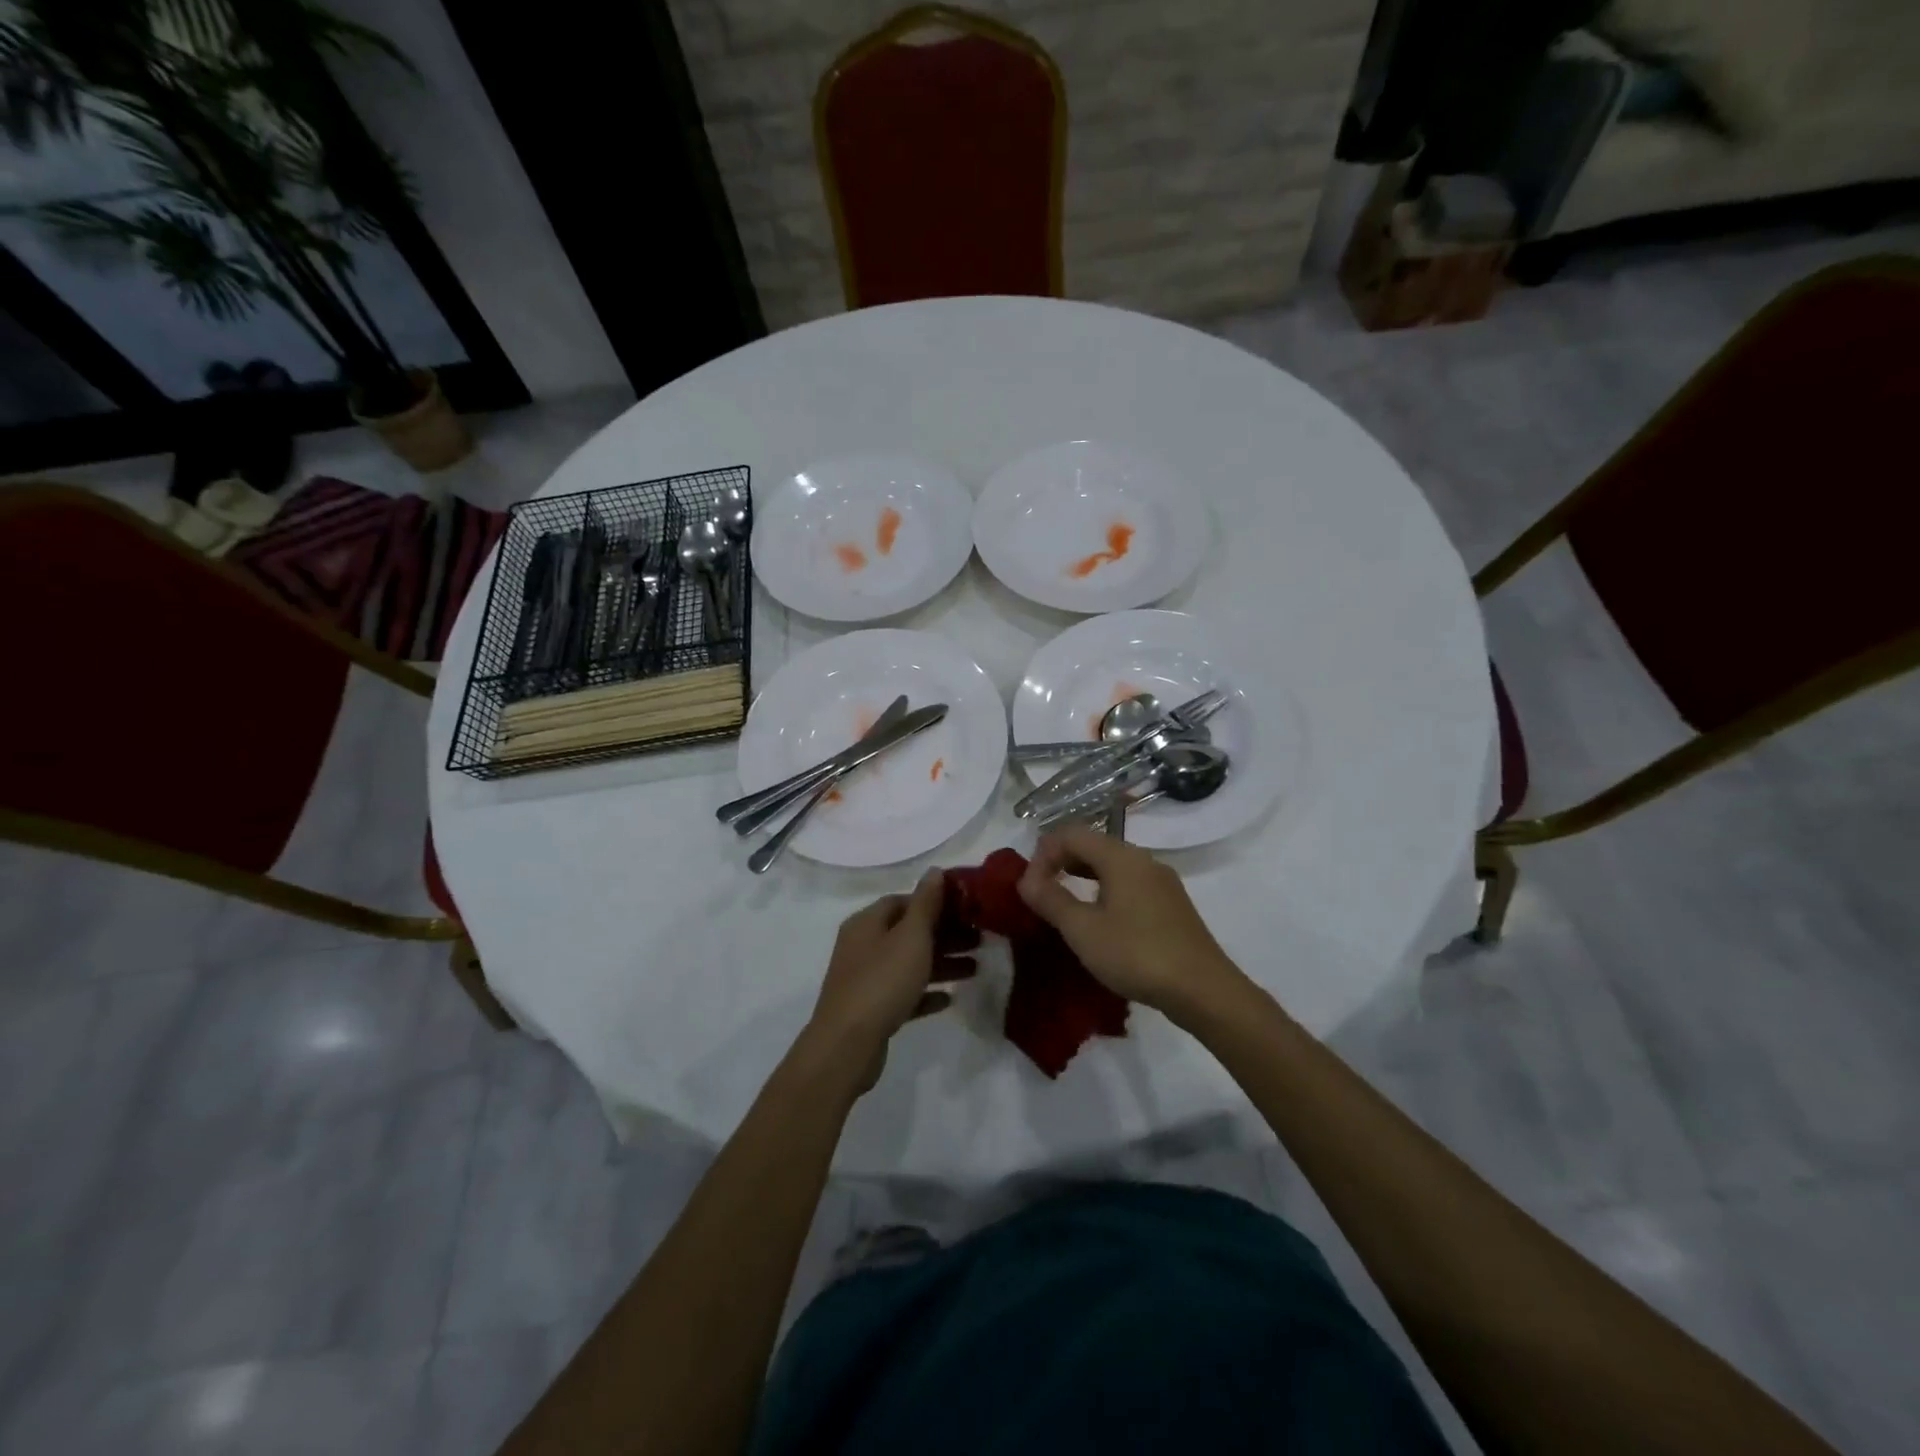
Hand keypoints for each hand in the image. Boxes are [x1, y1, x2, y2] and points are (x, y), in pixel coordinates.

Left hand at [806, 870, 974, 1090]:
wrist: (847, 1045)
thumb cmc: (882, 981)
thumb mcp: (911, 936)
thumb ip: (926, 903)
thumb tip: (935, 870)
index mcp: (867, 922)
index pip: (903, 901)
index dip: (935, 902)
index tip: (967, 910)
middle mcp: (863, 946)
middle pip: (909, 932)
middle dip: (945, 935)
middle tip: (980, 940)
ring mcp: (865, 979)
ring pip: (909, 964)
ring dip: (941, 964)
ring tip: (976, 969)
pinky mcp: (871, 1010)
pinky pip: (904, 994)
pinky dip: (926, 993)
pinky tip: (949, 999)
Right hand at [1017, 826, 1244, 1019]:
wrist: (1203, 990)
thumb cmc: (1137, 954)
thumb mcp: (1084, 930)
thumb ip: (1051, 900)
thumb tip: (1025, 880)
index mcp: (1121, 857)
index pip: (1071, 834)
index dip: (1043, 853)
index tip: (1029, 887)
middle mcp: (1143, 859)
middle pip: (1093, 845)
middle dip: (1061, 862)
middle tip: (1040, 893)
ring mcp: (1161, 881)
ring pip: (1111, 865)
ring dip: (1082, 876)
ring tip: (1064, 905)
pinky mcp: (1171, 904)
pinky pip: (1128, 883)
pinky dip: (1104, 890)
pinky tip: (1099, 920)